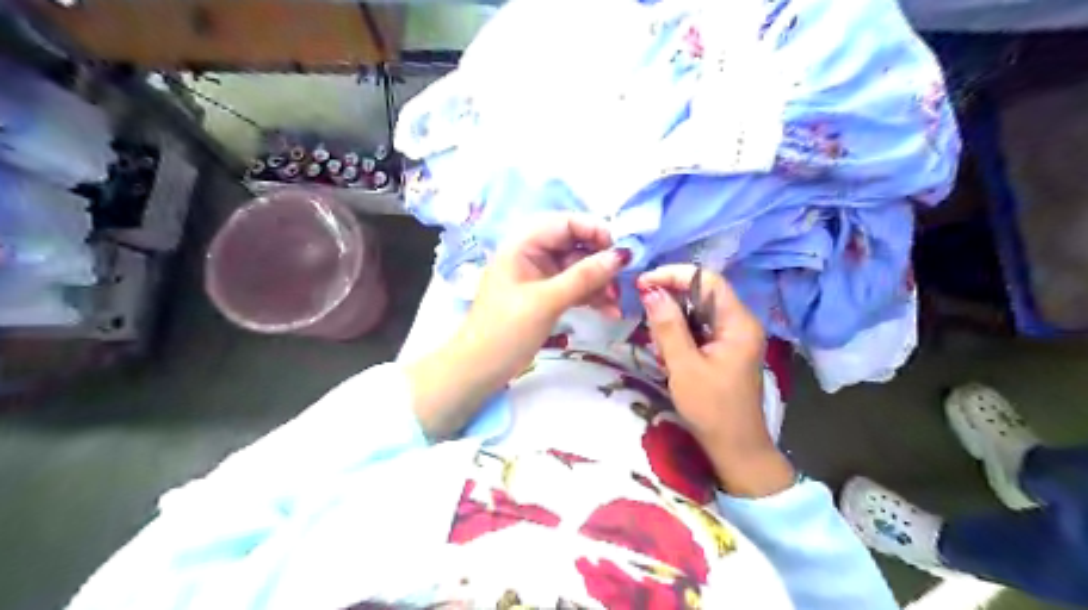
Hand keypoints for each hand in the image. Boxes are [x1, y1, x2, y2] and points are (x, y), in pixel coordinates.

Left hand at [408, 215, 628, 438]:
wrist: (480, 369)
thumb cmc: (506, 330)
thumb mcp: (546, 301)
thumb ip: (584, 277)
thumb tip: (622, 255)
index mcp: (522, 245)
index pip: (564, 223)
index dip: (593, 231)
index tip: (619, 250)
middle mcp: (532, 254)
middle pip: (574, 245)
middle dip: (600, 261)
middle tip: (622, 279)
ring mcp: (540, 276)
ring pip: (578, 268)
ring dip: (600, 282)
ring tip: (618, 301)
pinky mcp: (546, 296)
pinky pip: (575, 287)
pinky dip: (592, 296)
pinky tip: (610, 310)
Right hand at [639, 265, 797, 496]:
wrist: (735, 448)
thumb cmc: (711, 409)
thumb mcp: (684, 366)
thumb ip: (667, 326)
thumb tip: (650, 290)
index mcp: (738, 323)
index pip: (707, 280)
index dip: (674, 275)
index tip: (643, 283)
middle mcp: (739, 322)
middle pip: (701, 293)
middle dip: (670, 300)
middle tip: (644, 316)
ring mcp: (732, 336)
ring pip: (697, 311)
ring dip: (672, 320)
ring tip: (657, 344)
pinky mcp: (724, 348)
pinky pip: (698, 328)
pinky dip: (679, 334)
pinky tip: (667, 352)